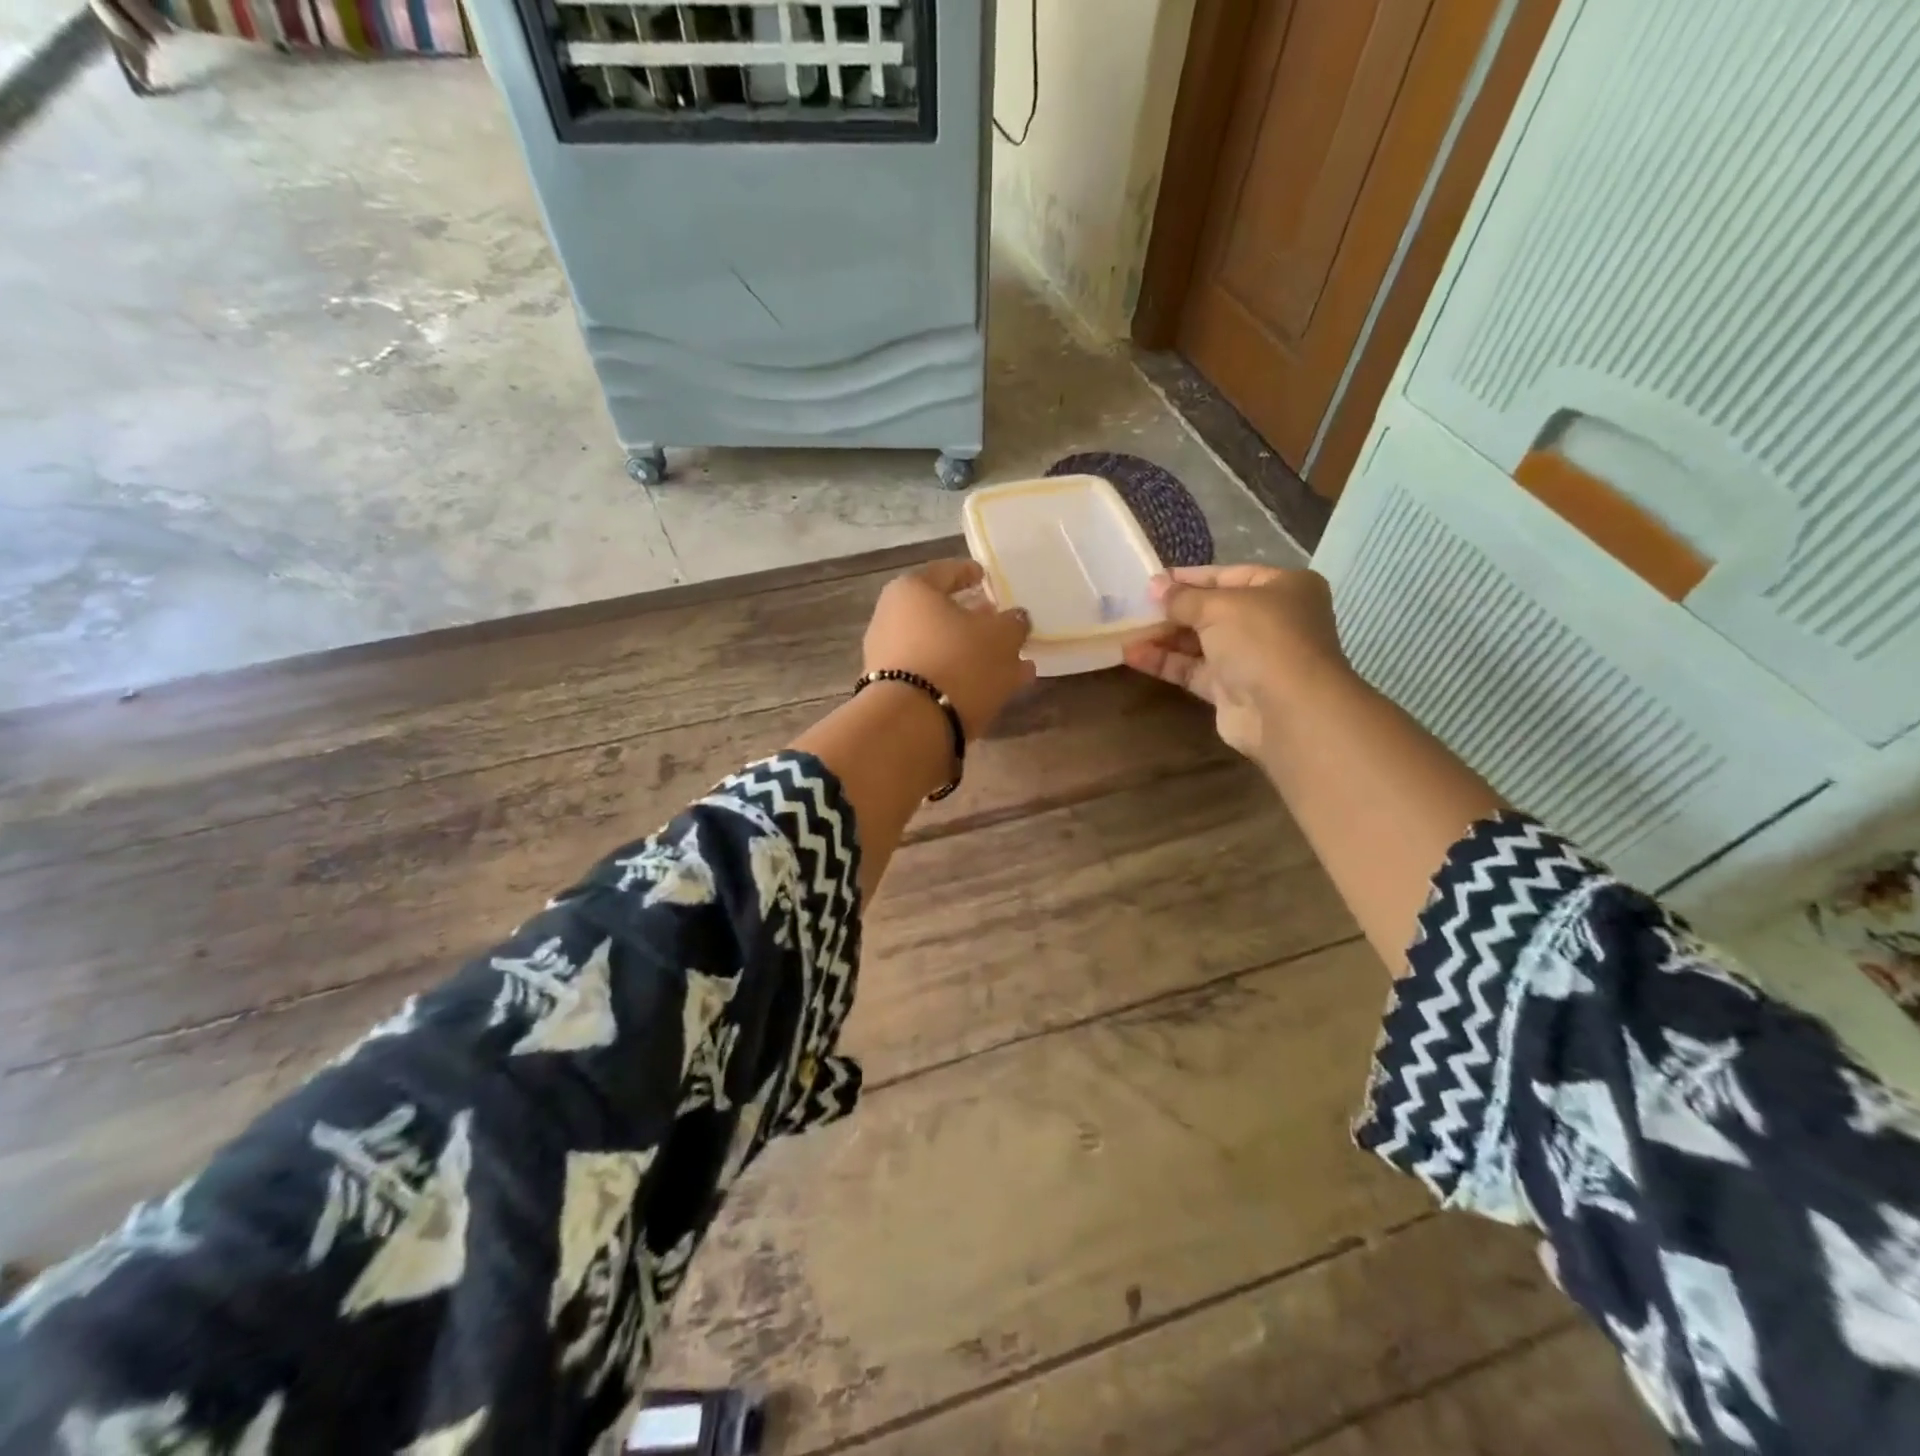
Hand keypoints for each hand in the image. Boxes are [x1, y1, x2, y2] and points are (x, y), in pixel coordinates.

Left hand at [864, 560, 1035, 736]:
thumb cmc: (957, 661)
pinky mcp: (895, 693)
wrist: (911, 726)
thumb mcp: (1001, 637)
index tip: (986, 577)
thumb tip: (1014, 619)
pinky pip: (937, 677)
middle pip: (941, 614)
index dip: (970, 573)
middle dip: (974, 621)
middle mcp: (892, 619)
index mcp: (911, 591)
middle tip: (1001, 625)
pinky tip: (996, 689)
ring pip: (943, 649)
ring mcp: (889, 659)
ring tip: (1013, 665)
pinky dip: (964, 678)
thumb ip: (1013, 623)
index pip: (945, 572)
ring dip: (975, 655)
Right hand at [1123, 564, 1351, 758]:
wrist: (1288, 711)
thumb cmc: (1262, 640)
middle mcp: (1271, 621)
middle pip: (1213, 610)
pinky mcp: (1232, 690)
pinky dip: (1166, 662)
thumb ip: (1183, 598)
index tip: (1152, 581)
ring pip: (1200, 642)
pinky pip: (1193, 670)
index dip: (1189, 578)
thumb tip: (1155, 586)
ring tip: (1126, 630)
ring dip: (1164, 636)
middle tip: (1133, 606)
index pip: (1228, 575)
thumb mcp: (1219, 606)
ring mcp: (1252, 658)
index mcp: (1283, 588)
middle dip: (1173, 610)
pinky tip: (1132, 654)